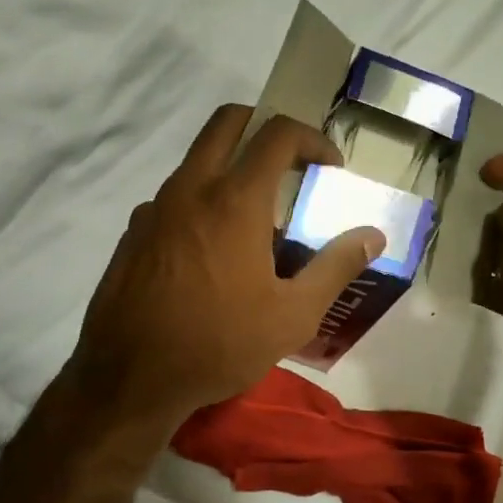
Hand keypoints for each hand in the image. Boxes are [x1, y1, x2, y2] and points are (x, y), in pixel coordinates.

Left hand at [65, 105, 382, 436]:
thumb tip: (373, 235)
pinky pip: (174, 197)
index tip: (331, 165)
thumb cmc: (219, 344)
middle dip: (264, 126)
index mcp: (234, 200)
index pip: (277, 134)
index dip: (312, 138)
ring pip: (197, 160)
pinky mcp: (133, 233)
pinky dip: (201, 201)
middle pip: (228, 122)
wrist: (129, 379)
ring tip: (255, 218)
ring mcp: (155, 208)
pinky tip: (212, 252)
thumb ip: (336, 267)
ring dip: (231, 167)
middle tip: (290, 161)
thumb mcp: (293, 315)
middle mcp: (191, 189)